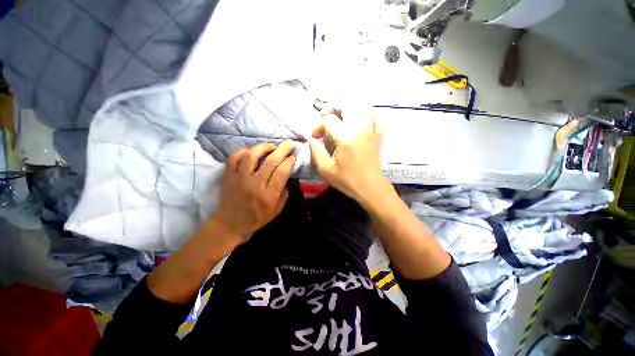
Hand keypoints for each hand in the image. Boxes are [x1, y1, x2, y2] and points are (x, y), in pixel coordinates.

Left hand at [214, 141, 295, 239]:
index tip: (292, 157)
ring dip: (264, 147)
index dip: (289, 161)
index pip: (282, 172)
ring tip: (271, 146)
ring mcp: (239, 178)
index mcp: (268, 195)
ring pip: (252, 155)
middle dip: (282, 149)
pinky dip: (243, 151)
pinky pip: (234, 157)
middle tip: (289, 143)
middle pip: (270, 161)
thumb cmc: (257, 218)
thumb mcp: (276, 210)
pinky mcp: (228, 176)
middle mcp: (254, 184)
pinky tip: (251, 151)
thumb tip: (287, 175)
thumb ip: (284, 193)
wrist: (230, 224)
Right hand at [309, 107, 388, 203]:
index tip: (315, 136)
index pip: (329, 120)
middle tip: (326, 117)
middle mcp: (360, 129)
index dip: (318, 125)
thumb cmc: (347, 180)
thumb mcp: (325, 169)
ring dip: (349, 109)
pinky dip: (366, 114)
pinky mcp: (378, 135)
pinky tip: (359, 121)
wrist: (370, 187)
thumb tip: (313, 139)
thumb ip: (316, 151)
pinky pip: (376, 116)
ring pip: (363, 107)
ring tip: (341, 117)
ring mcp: (371, 130)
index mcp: (345, 138)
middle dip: (333, 108)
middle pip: (347, 105)